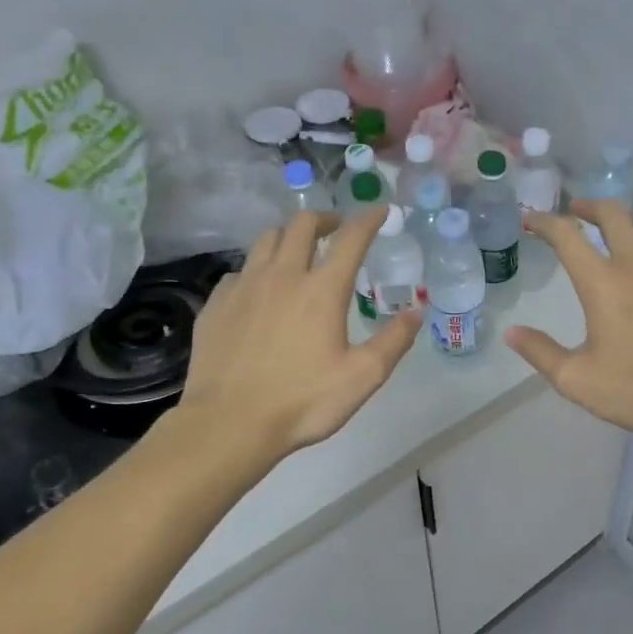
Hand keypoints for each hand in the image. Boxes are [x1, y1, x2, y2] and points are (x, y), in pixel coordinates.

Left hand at [167, 209, 420, 468]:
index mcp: (322, 291)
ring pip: (265, 240)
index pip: (350, 240)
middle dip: (324, 219)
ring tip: (298, 250)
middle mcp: (282, 276)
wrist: (229, 423)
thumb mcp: (363, 377)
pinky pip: (239, 270)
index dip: (368, 220)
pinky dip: (257, 268)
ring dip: (287, 236)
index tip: (380, 210)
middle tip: (336, 229)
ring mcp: (243, 287)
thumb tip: (416, 313)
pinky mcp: (216, 304)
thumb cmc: (303, 401)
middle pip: (301, 226)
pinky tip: (261, 289)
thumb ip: (393, 341)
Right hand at [506, 200, 632, 447]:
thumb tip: (512, 333)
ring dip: (628, 216)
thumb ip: (541, 353)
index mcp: (603, 284)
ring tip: (618, 227)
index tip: (531, 218)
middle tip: (575, 213)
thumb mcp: (578, 381)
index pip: (567, 236)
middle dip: (587, 206)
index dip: (544, 222)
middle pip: (612, 213)